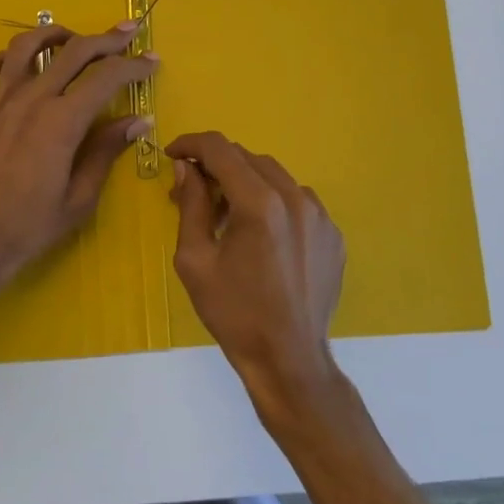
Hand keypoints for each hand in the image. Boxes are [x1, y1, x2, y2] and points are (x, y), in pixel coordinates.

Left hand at [0, 21, 156, 282]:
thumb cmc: (28, 227)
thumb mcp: (79, 198)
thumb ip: (107, 151)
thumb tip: (138, 121)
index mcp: (62, 121)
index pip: (107, 77)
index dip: (134, 65)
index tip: (152, 60)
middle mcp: (30, 99)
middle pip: (74, 51)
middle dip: (107, 39)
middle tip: (128, 32)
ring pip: (25, 47)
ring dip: (54, 34)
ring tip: (71, 37)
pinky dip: (5, 57)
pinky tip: (16, 63)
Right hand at [166, 133, 346, 412]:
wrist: (289, 360)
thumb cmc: (234, 313)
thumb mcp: (195, 260)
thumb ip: (191, 205)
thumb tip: (187, 168)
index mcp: (260, 203)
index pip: (220, 149)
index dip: (191, 144)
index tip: (172, 155)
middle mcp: (295, 198)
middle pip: (248, 158)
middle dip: (216, 165)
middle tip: (193, 189)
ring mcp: (320, 216)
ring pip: (274, 176)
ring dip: (245, 182)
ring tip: (227, 213)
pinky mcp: (332, 234)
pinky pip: (297, 200)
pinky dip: (273, 202)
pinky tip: (260, 234)